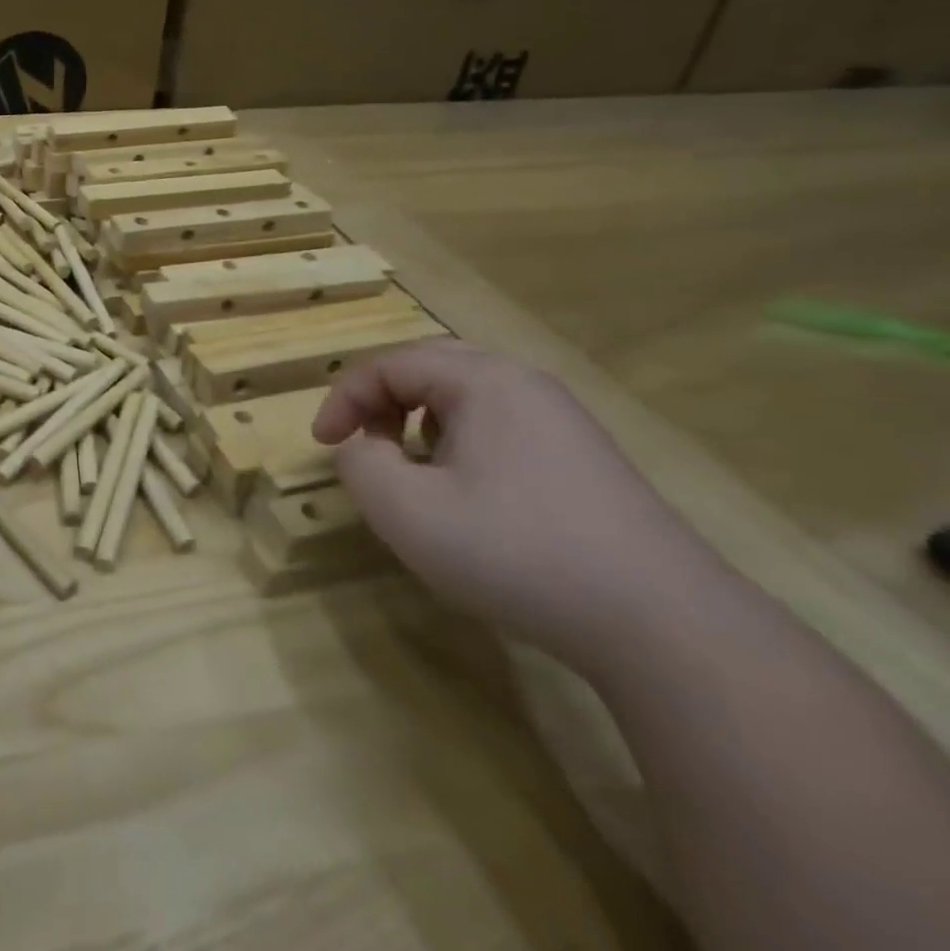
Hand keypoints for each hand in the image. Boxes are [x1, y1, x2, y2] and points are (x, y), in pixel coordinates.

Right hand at [313, 342, 712, 671]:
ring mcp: (563, 421)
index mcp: (482, 381)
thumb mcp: (406, 511)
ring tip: (411, 467)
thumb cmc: (517, 552)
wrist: (667, 627)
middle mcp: (525, 385)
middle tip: (362, 441)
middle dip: (382, 399)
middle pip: (430, 366)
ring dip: (420, 419)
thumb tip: (361, 447)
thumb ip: (359, 464)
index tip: (323, 445)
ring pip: (467, 395)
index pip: (388, 364)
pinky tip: (468, 492)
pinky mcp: (586, 459)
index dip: (343, 399)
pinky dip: (461, 441)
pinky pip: (502, 425)